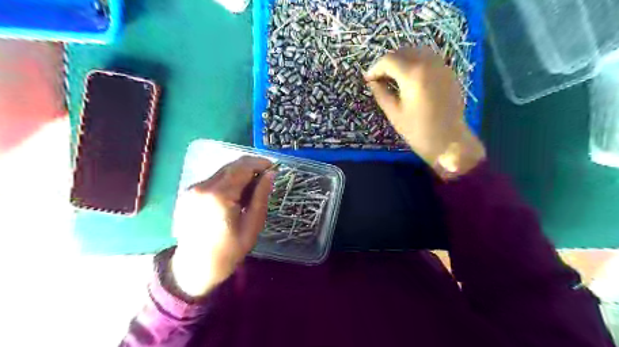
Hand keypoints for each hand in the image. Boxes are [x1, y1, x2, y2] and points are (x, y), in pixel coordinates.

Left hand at [169, 156, 275, 296]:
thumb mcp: (252, 225)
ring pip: (223, 171)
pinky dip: (229, 181)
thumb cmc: (229, 251)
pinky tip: (236, 195)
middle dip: (251, 167)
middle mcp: (203, 187)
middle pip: (232, 166)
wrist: (194, 268)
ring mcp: (193, 189)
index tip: (274, 168)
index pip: (243, 167)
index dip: (260, 163)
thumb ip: (261, 196)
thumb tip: (271, 175)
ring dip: (240, 174)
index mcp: (219, 196)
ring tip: (253, 188)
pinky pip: (214, 179)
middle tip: (266, 177)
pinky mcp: (190, 193)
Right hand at [364, 46, 486, 175]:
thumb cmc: (418, 131)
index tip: (368, 79)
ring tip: (393, 76)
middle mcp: (428, 63)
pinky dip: (416, 62)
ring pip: (417, 52)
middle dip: (388, 62)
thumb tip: (372, 82)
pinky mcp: (448, 73)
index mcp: (413, 74)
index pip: (389, 60)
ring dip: (402, 59)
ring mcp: (441, 66)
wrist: (449, 141)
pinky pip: (429, 59)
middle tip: (379, 77)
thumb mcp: (394, 113)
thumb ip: (381, 94)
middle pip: (403, 51)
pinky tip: (410, 78)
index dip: (375, 68)